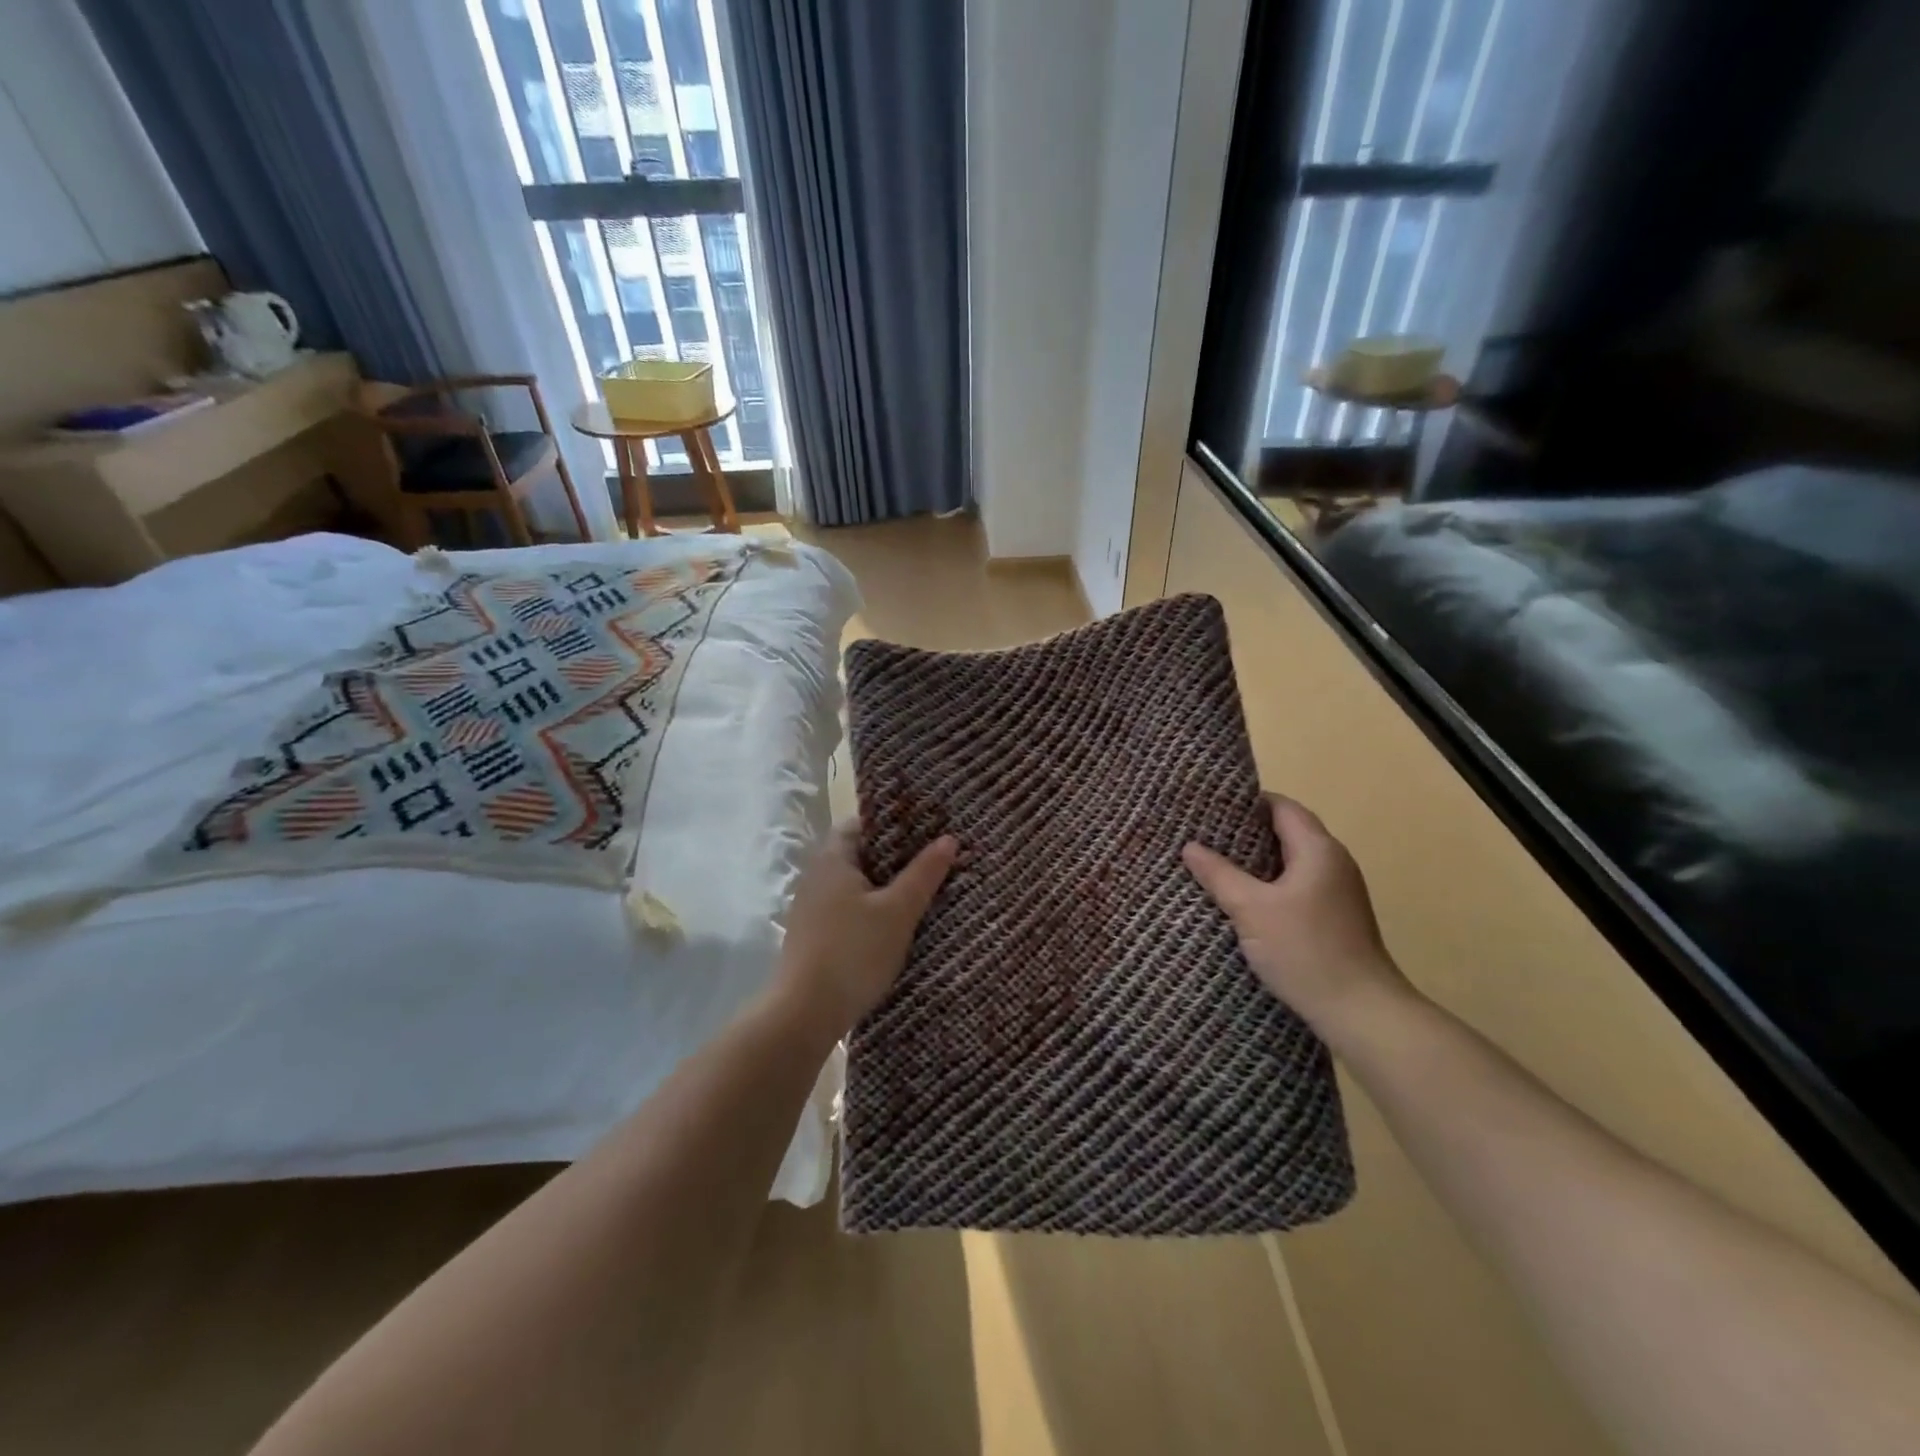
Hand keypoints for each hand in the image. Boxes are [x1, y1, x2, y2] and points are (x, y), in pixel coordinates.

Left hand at [776, 822, 957, 1039]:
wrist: (804, 1014)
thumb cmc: (853, 952)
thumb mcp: (898, 912)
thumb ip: (923, 874)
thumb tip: (948, 838)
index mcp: (833, 858)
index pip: (862, 823)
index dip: (893, 823)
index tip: (927, 829)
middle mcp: (817, 876)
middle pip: (860, 854)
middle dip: (896, 857)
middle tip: (934, 859)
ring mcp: (812, 908)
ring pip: (856, 885)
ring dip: (885, 887)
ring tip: (924, 890)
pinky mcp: (814, 936)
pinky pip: (848, 909)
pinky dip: (872, 910)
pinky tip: (897, 925)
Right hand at [1182, 795, 1410, 1043]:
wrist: (1360, 1011)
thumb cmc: (1305, 950)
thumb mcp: (1251, 909)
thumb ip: (1219, 874)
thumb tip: (1189, 847)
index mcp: (1318, 849)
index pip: (1282, 806)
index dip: (1247, 802)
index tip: (1209, 807)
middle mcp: (1333, 862)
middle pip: (1287, 831)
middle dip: (1246, 831)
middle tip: (1204, 834)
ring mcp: (1337, 891)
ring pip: (1291, 860)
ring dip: (1257, 859)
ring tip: (1215, 862)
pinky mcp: (1334, 916)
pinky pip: (1296, 885)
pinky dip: (1269, 883)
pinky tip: (1243, 898)